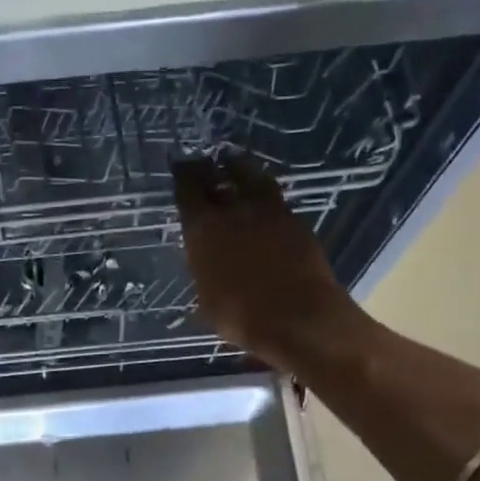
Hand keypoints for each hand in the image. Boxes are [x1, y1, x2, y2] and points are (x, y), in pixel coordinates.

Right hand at [173, 154, 363, 375]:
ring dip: (241, 169)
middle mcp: (234, 211)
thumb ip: (204, 271)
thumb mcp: (207, 300)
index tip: (180, 166)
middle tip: (204, 162)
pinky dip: (264, 195)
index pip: (188, 190)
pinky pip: (275, 199)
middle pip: (219, 176)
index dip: (182, 176)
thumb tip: (204, 262)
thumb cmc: (242, 317)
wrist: (299, 318)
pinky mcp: (296, 222)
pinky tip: (261, 201)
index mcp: (203, 229)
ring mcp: (269, 213)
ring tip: (234, 165)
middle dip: (209, 168)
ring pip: (252, 178)